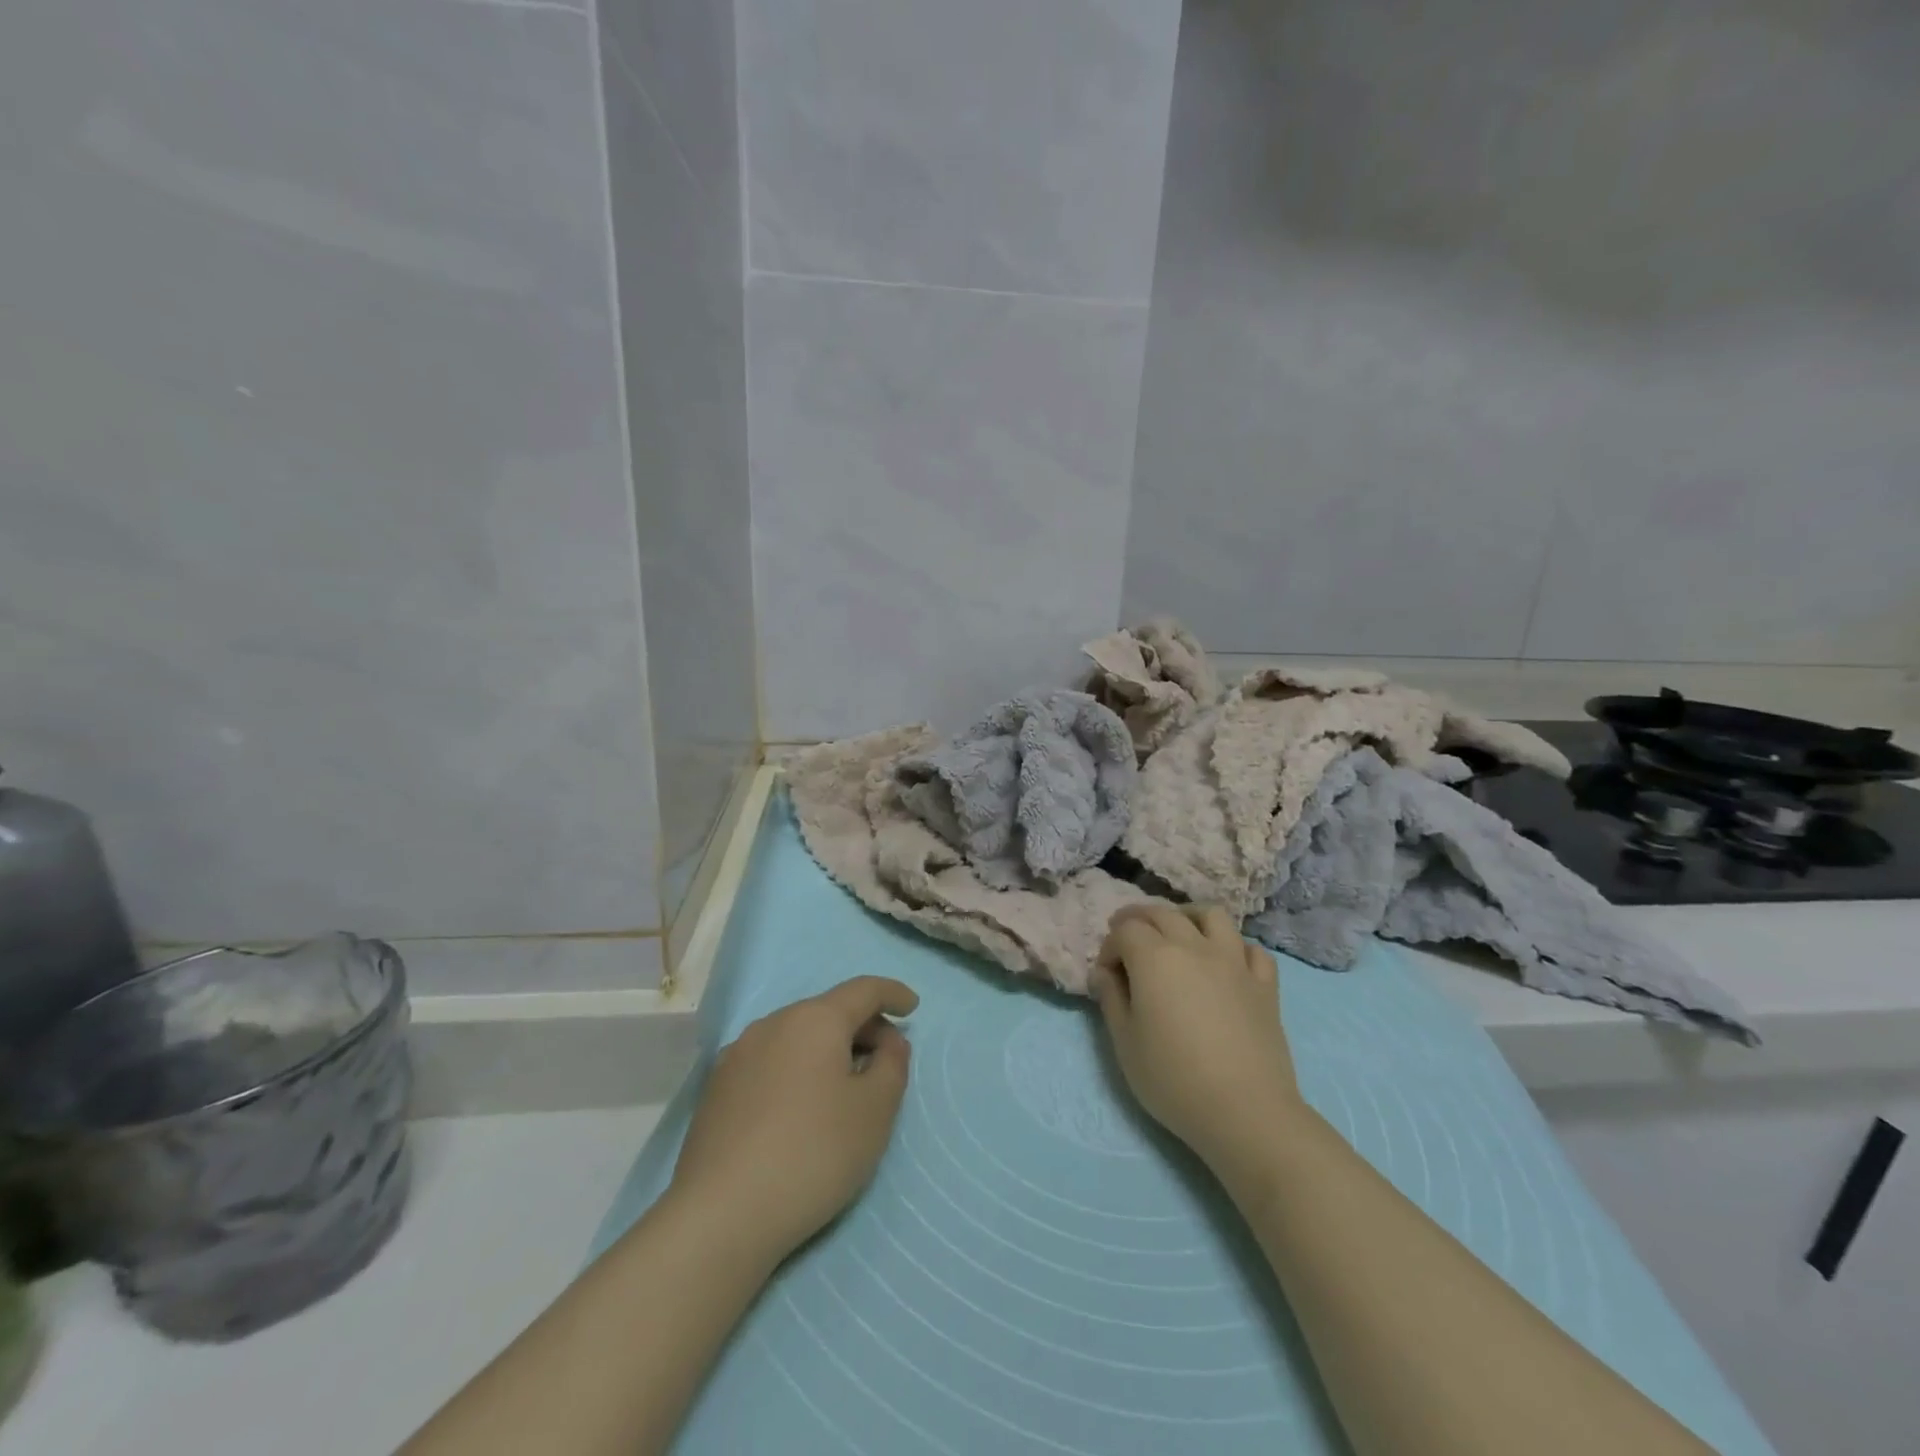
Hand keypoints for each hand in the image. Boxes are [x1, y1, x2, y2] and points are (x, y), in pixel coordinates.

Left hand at [667, 976, 918, 1266]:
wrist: (720, 1215)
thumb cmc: (813, 1153)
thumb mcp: (875, 1111)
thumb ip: (892, 1065)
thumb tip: (887, 1043)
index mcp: (814, 1019)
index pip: (863, 990)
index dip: (892, 993)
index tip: (911, 1007)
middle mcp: (772, 1023)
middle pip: (828, 1011)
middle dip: (862, 1028)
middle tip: (885, 1062)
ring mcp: (738, 1055)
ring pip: (796, 1037)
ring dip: (827, 1050)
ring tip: (844, 1088)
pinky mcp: (717, 1089)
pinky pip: (771, 1062)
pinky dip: (797, 1070)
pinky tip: (801, 1109)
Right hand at [1091, 906, 1302, 1177]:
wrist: (1245, 1111)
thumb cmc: (1173, 1079)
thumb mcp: (1125, 1042)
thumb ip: (1111, 999)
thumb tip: (1104, 973)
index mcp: (1155, 957)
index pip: (1125, 930)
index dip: (1109, 946)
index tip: (1105, 974)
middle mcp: (1194, 946)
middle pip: (1162, 914)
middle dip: (1139, 920)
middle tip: (1128, 941)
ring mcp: (1234, 962)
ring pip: (1212, 916)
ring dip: (1189, 917)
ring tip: (1179, 934)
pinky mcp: (1264, 985)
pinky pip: (1251, 949)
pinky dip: (1235, 948)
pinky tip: (1226, 964)